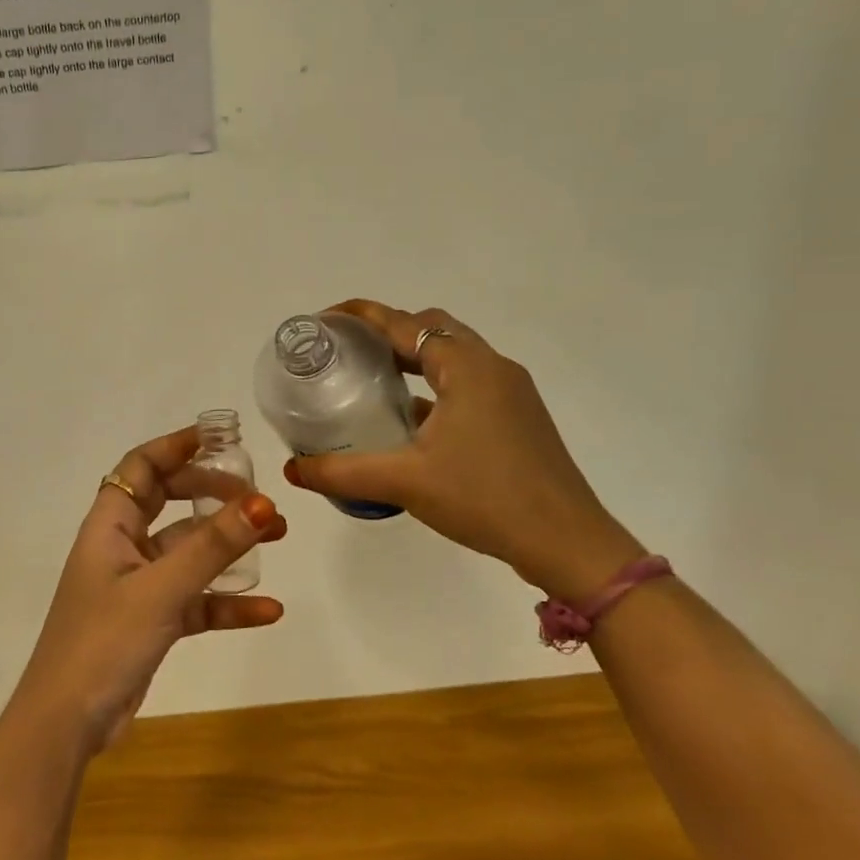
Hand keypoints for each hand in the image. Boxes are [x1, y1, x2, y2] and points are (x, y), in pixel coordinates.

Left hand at [9, 426, 286, 754]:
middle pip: (170, 502)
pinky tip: (268, 610)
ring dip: (228, 545)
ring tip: (278, 536)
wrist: (66, 723)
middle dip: (212, 493)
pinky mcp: (150, 622)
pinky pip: (195, 600)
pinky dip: (227, 602)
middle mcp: (122, 547)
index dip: (176, 447)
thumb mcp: (160, 590)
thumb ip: (211, 548)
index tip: (220, 438)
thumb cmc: (103, 642)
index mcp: (109, 525)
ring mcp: (137, 585)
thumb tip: (261, 502)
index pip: (141, 467)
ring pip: (188, 552)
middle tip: (256, 494)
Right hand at [282, 300, 643, 604]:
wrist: (568, 543)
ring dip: (412, 357)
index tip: (325, 321)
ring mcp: (511, 392)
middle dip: (387, 331)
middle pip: (431, 329)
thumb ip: (342, 473)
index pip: (403, 324)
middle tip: (347, 351)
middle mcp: (492, 367)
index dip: (361, 316)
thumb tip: (292, 470)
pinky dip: (434, 384)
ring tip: (370, 378)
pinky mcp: (518, 416)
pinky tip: (410, 418)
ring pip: (453, 355)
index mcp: (466, 368)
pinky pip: (467, 382)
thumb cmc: (485, 499)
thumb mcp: (404, 482)